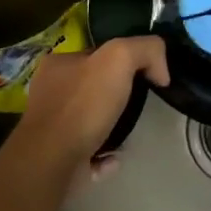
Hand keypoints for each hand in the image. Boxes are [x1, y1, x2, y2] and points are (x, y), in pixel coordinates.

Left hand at [18, 36, 168, 191]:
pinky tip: (114, 157)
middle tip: (139, 105)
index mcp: (58, 64)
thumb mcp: (120, 58)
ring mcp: (50, 127)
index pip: (97, 54)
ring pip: (91, 120)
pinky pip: (89, 152)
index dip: (124, 61)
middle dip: (118, 97)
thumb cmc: (83, 105)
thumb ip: (146, 50)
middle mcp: (50, 92)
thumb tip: (161, 72)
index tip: (145, 75)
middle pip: (94, 87)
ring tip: (128, 133)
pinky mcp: (56, 157)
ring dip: (113, 127)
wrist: (54, 161)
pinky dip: (104, 155)